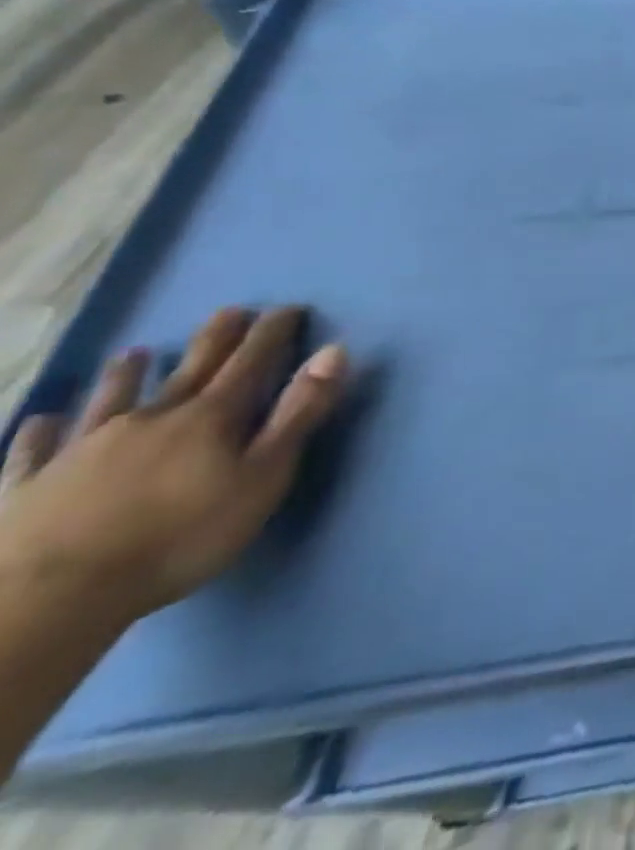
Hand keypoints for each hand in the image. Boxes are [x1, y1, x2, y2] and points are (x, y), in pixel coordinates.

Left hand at [0, 307, 347, 629]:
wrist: (52, 597)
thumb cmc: (181, 536)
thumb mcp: (264, 476)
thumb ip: (299, 413)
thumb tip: (334, 351)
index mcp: (210, 417)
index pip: (252, 361)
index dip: (272, 333)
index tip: (288, 308)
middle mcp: (151, 418)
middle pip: (190, 369)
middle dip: (214, 338)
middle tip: (229, 311)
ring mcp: (83, 449)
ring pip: (112, 398)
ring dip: (128, 373)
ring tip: (135, 352)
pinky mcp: (30, 484)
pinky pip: (36, 449)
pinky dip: (43, 430)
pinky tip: (42, 419)